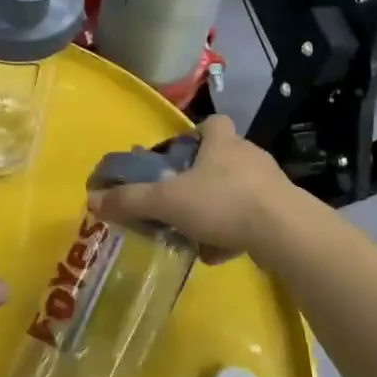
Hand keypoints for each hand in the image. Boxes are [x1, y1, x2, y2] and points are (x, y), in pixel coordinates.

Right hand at [88, 116, 300, 264]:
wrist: (284, 232)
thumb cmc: (222, 202)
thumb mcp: (168, 202)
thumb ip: (131, 201)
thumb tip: (92, 200)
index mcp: (222, 141)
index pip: (211, 123)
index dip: (195, 135)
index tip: (178, 156)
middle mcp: (248, 155)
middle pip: (222, 158)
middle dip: (201, 178)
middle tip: (180, 200)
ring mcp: (270, 183)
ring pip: (236, 191)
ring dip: (217, 210)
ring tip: (196, 234)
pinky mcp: (284, 211)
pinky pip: (251, 217)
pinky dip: (234, 233)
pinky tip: (219, 253)